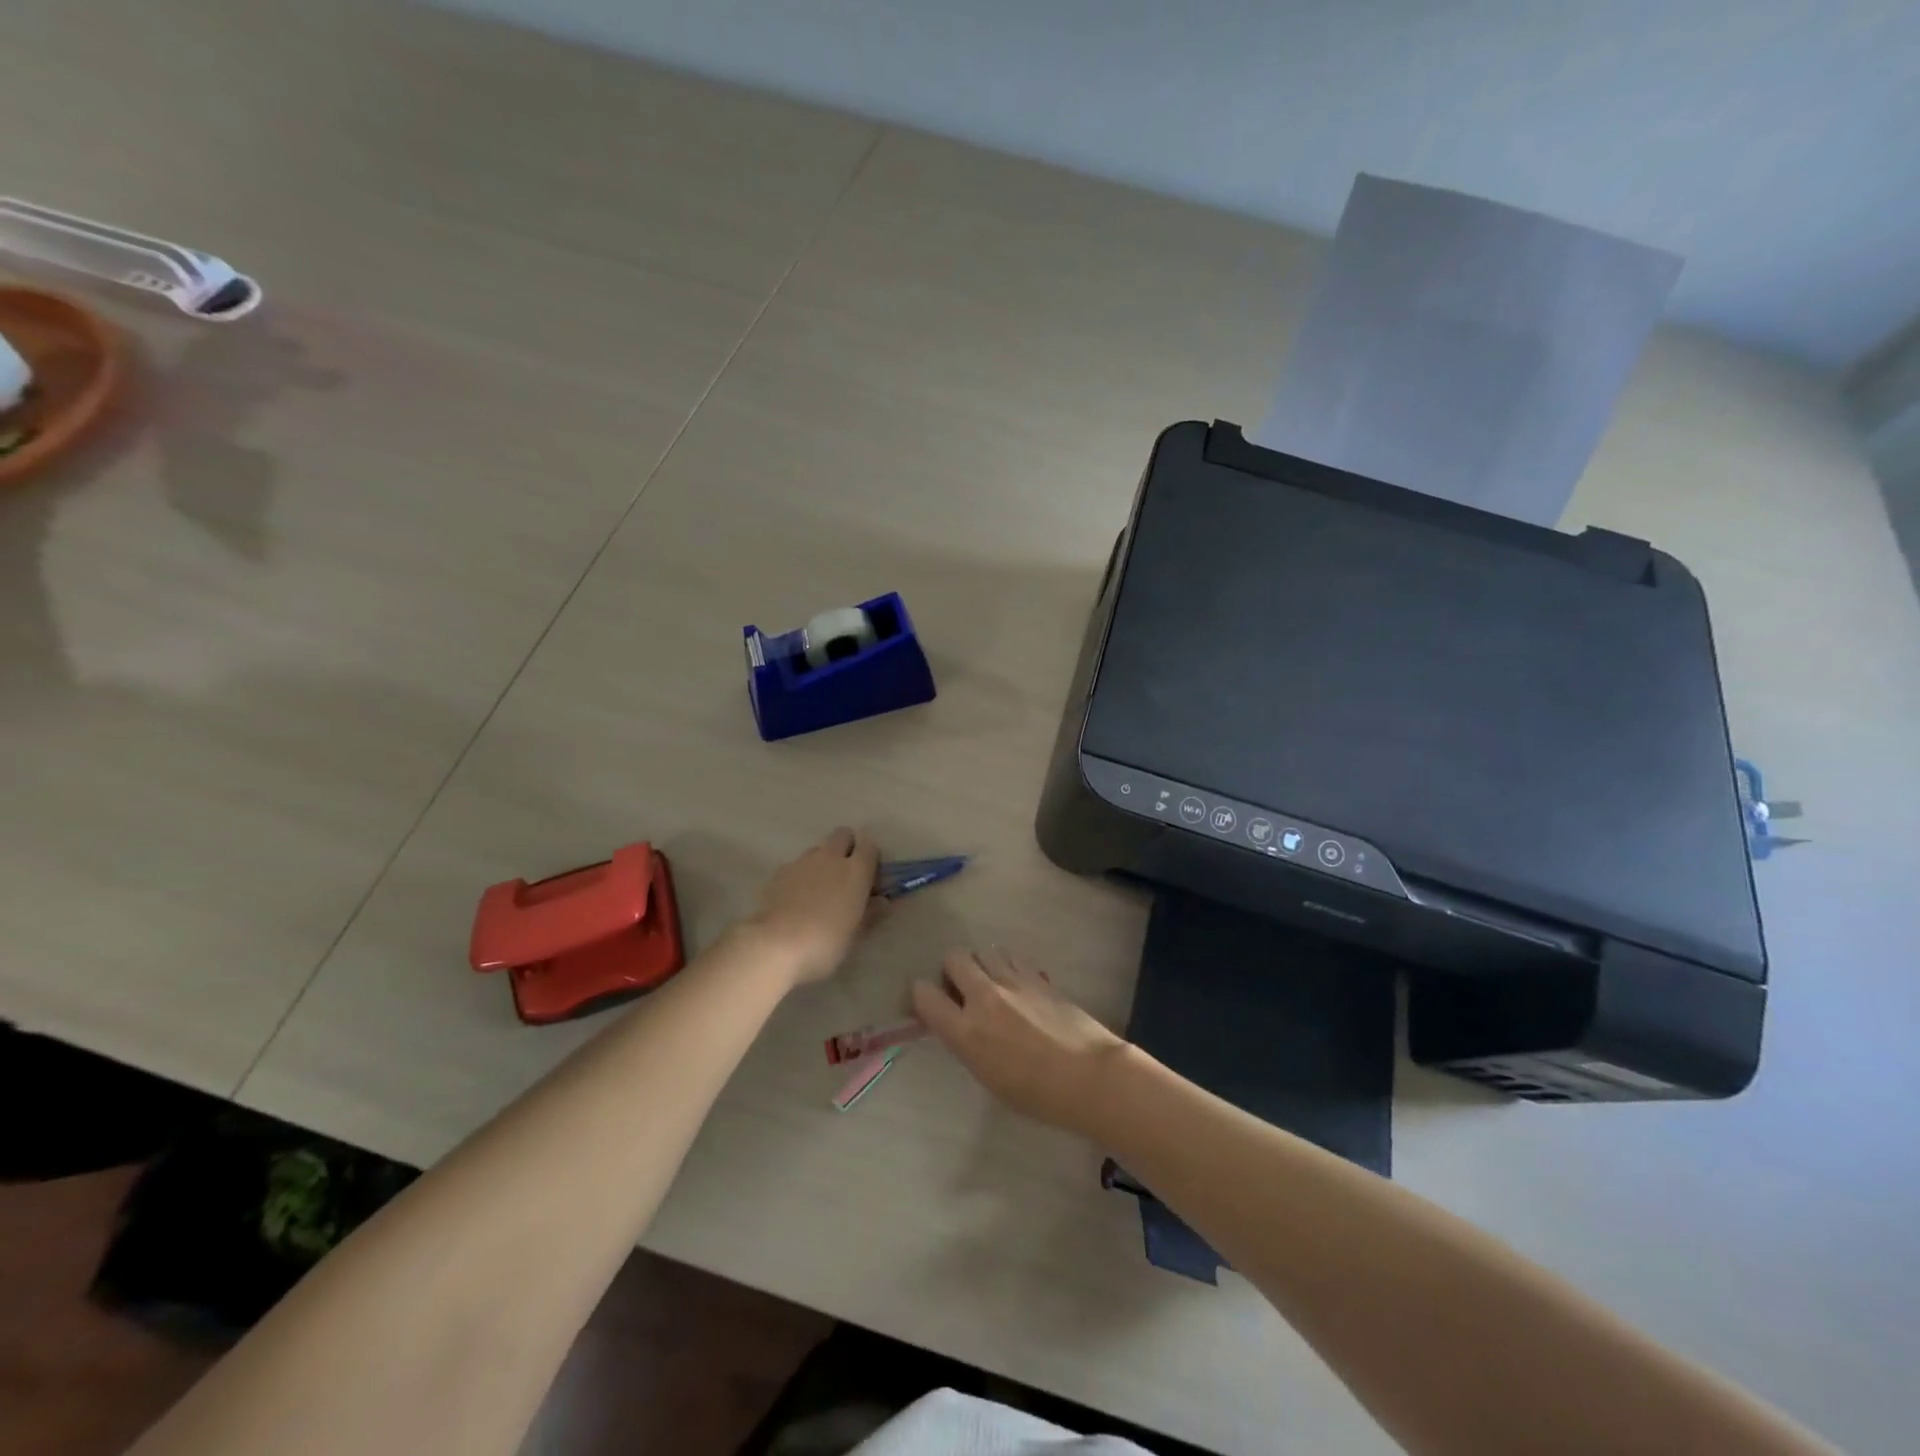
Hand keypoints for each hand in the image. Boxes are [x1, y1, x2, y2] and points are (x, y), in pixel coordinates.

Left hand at [744, 827, 881, 986]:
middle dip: (847, 847)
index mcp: (856, 871)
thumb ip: (871, 913)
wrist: (775, 944)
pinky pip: (797, 865)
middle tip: (846, 875)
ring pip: (818, 849)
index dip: (871, 856)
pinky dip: (802, 875)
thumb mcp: (856, 934)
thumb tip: (882, 901)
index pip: (870, 845)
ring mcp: (802, 862)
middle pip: (842, 835)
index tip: (870, 876)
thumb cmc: (825, 942)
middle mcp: (830, 858)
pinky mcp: (780, 872)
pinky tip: (797, 900)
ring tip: (819, 890)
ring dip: (823, 861)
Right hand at [911, 947, 1126, 1135]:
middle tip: (963, 991)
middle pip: (953, 957)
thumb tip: (960, 1023)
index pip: (923, 994)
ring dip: (982, 964)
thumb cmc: (1037, 1094)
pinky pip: (1012, 958)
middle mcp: (984, 997)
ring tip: (993, 986)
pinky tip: (1019, 988)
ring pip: (984, 950)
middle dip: (952, 970)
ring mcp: (1013, 980)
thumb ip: (967, 1042)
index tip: (929, 1005)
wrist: (1090, 1077)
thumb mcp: (989, 1076)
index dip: (921, 996)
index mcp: (966, 1031)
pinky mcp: (1038, 976)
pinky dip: (1008, 967)